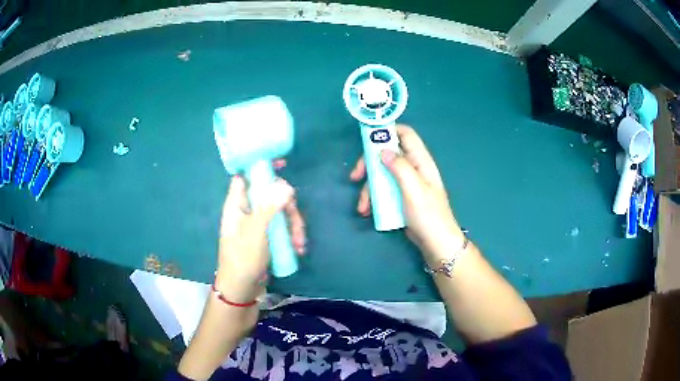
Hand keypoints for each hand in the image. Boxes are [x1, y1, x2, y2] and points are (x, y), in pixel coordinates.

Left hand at [216, 161, 305, 303]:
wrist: (242, 292)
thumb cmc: (242, 260)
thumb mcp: (255, 232)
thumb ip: (269, 207)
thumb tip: (286, 185)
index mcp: (237, 205)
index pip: (246, 177)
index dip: (261, 168)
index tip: (282, 165)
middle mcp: (247, 212)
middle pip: (270, 195)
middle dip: (288, 207)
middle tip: (297, 223)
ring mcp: (258, 226)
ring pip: (280, 213)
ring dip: (294, 225)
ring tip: (300, 243)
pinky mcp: (267, 239)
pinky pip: (282, 229)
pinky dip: (292, 236)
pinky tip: (299, 249)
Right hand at [350, 125, 463, 265]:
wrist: (435, 243)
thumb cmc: (428, 215)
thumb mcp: (414, 190)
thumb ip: (400, 167)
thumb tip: (382, 150)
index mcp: (420, 161)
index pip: (405, 134)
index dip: (387, 131)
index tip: (367, 139)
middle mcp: (413, 167)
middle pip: (386, 154)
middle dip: (369, 164)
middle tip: (355, 176)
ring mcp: (406, 182)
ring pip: (381, 174)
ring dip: (368, 187)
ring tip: (362, 206)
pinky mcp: (400, 196)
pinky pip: (383, 189)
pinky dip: (373, 198)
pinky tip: (367, 211)